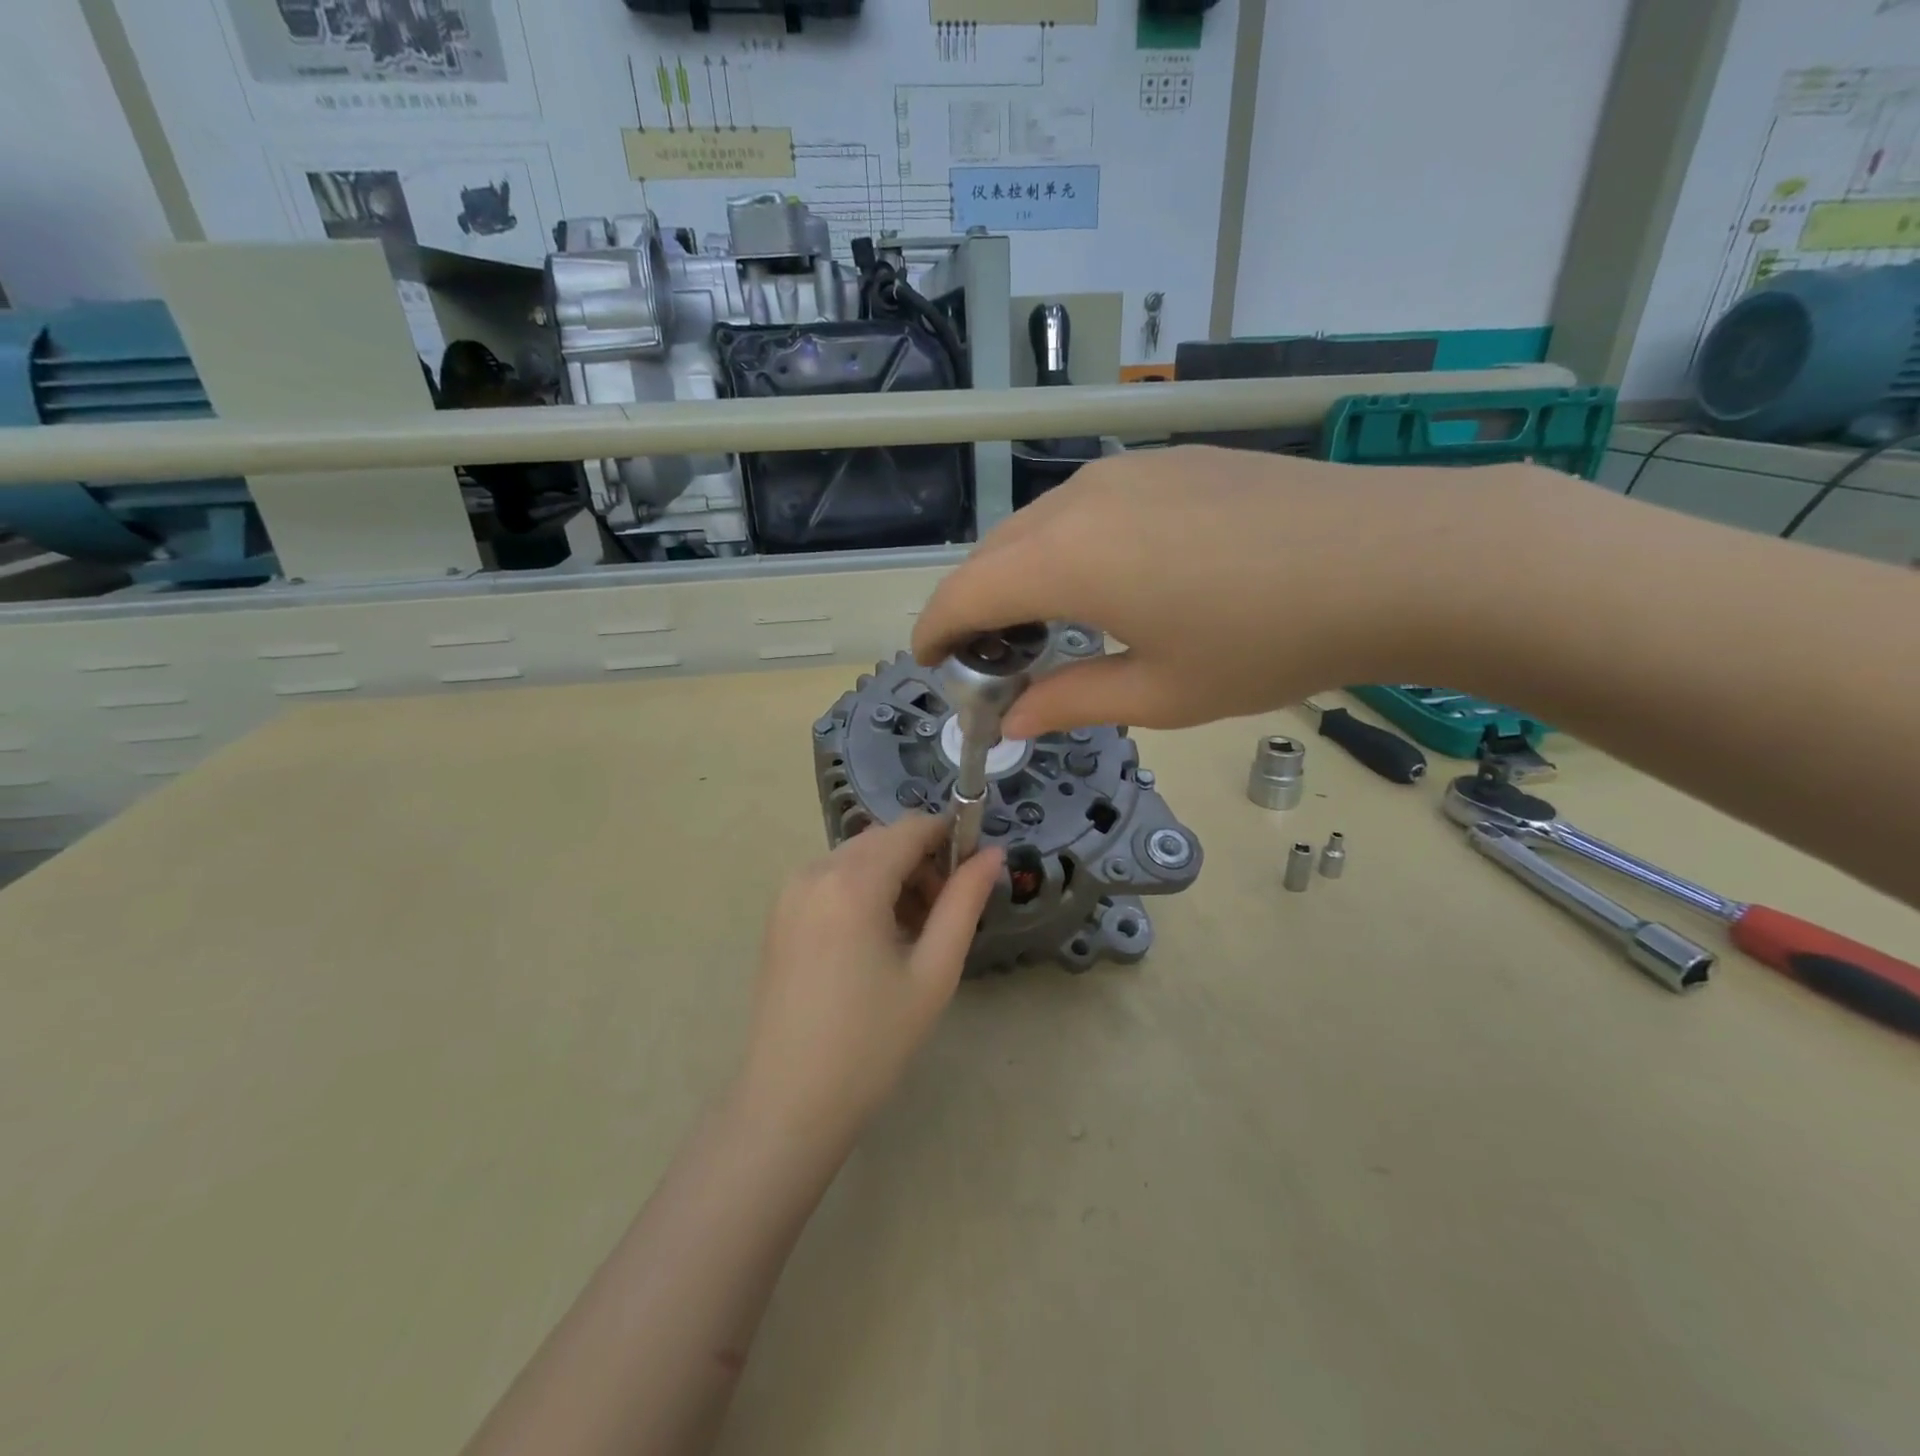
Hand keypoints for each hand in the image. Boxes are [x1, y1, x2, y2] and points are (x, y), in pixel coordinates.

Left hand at [736, 814, 1003, 1144]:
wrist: (789, 1103)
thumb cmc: (872, 1042)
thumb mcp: (933, 972)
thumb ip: (964, 902)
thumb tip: (991, 854)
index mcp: (852, 882)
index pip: (912, 828)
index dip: (950, 839)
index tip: (973, 876)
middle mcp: (814, 871)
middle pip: (883, 840)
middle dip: (922, 862)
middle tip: (944, 916)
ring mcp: (790, 892)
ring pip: (858, 858)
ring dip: (893, 877)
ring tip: (914, 935)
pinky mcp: (780, 914)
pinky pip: (832, 880)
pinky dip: (863, 891)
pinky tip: (876, 941)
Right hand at [912, 445, 1536, 737]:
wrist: (1393, 557)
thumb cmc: (1268, 641)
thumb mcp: (1161, 692)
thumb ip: (1070, 701)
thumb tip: (1013, 721)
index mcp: (1067, 559)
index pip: (965, 592)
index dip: (936, 630)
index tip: (931, 663)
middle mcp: (1080, 500)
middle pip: (993, 553)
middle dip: (975, 606)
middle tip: (994, 660)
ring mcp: (1127, 472)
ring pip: (1038, 525)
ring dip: (1019, 574)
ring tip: (1046, 624)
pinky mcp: (1168, 462)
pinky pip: (1085, 506)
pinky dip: (1064, 546)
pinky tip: (1104, 580)